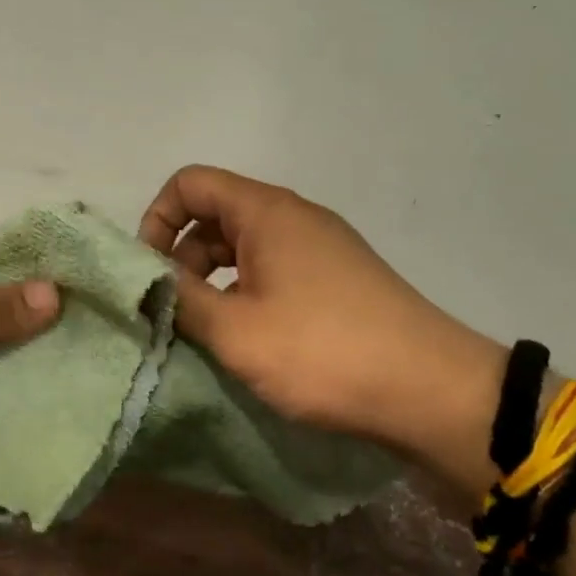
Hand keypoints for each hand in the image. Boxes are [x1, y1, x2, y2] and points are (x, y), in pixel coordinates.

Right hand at [138, 166, 503, 492]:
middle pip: (215, 215)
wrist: (430, 391)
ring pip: (243, 248)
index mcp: (266, 212)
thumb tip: (145, 279)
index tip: (150, 273)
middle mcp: (294, 217)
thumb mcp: (234, 330)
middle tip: (174, 313)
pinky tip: (246, 339)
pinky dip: (245, 295)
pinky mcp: (338, 279)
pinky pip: (273, 271)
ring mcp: (321, 248)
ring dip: (213, 282)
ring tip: (205, 332)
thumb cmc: (321, 352)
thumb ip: (178, 298)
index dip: (156, 220)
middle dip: (181, 258)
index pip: (190, 184)